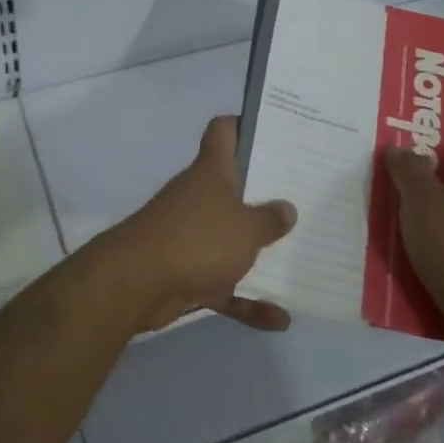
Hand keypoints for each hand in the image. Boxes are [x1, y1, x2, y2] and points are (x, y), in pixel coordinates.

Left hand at [99, 116, 296, 333]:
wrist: (139, 282)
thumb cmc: (198, 238)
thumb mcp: (246, 228)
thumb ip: (270, 219)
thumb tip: (286, 208)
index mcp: (212, 172)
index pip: (224, 131)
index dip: (244, 124)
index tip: (273, 129)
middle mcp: (200, 197)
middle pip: (234, 187)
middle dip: (265, 195)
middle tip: (304, 197)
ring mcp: (192, 235)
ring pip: (231, 239)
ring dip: (259, 253)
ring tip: (301, 259)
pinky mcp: (187, 272)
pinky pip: (225, 285)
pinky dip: (248, 301)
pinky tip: (280, 318)